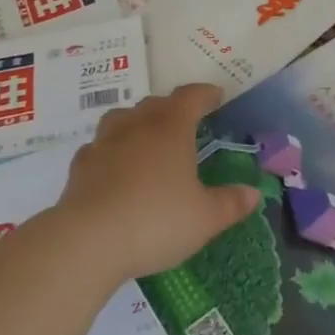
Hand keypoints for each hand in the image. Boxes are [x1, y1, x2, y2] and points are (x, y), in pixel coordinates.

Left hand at [54, 84, 259, 282]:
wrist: (87, 241)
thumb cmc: (156, 220)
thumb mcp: (205, 218)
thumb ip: (230, 203)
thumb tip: (254, 194)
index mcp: (172, 128)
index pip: (191, 96)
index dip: (206, 94)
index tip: (216, 96)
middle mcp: (137, 125)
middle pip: (156, 103)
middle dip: (172, 108)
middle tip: (185, 123)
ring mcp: (104, 143)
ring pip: (122, 118)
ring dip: (137, 122)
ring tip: (146, 139)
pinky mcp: (80, 167)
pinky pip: (99, 148)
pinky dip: (110, 152)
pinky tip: (114, 170)